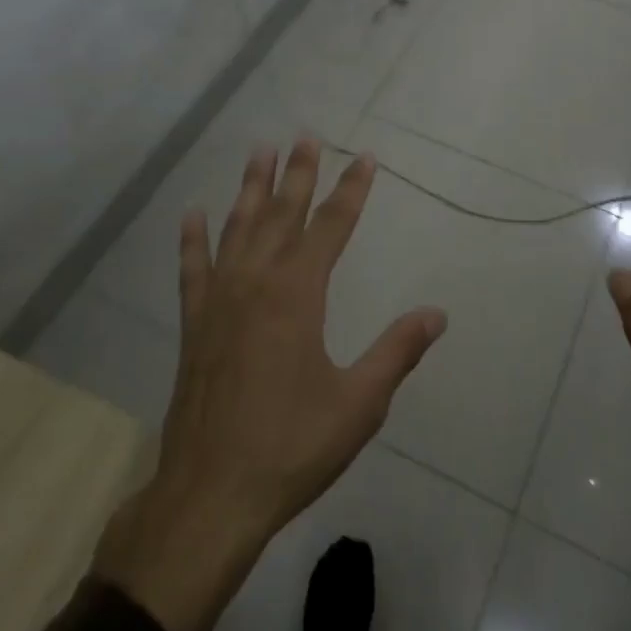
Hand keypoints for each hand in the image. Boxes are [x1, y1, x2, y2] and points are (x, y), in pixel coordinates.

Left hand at [94, 140, 447, 630]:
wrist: (210, 496)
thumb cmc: (291, 446)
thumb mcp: (359, 403)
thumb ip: (397, 351)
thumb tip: (437, 314)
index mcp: (298, 294)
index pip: (331, 226)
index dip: (350, 190)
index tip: (365, 158)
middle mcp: (256, 283)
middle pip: (281, 213)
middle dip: (298, 173)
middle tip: (307, 135)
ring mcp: (219, 301)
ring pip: (237, 228)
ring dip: (250, 188)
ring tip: (259, 151)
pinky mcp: (195, 325)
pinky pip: (193, 269)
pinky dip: (193, 239)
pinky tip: (192, 214)